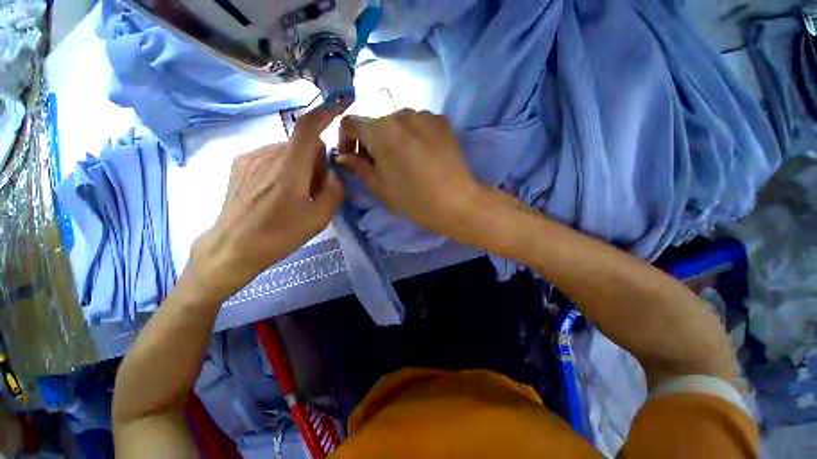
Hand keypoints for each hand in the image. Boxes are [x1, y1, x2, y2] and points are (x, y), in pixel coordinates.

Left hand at [189, 108, 342, 298]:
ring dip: (298, 164)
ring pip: (287, 150)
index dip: (323, 114)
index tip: (337, 106)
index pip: (307, 129)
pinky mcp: (239, 163)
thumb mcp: (319, 219)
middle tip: (313, 188)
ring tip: (293, 192)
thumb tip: (334, 176)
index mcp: (290, 170)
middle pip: (303, 144)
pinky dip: (281, 165)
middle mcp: (269, 155)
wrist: (234, 246)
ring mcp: (251, 157)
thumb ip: (334, 192)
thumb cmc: (279, 235)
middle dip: (315, 161)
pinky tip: (274, 190)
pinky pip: (271, 155)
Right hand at [336, 109, 483, 240]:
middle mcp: (401, 114)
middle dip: (370, 142)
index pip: (350, 122)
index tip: (351, 157)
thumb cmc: (413, 198)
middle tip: (377, 164)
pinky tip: (422, 155)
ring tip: (402, 160)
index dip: (345, 139)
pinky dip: (413, 136)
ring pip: (398, 123)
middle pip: (376, 123)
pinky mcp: (442, 121)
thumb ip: (359, 167)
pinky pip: (418, 124)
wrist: (456, 202)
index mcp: (380, 130)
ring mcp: (425, 115)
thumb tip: (344, 157)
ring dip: (392, 138)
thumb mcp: (380, 187)